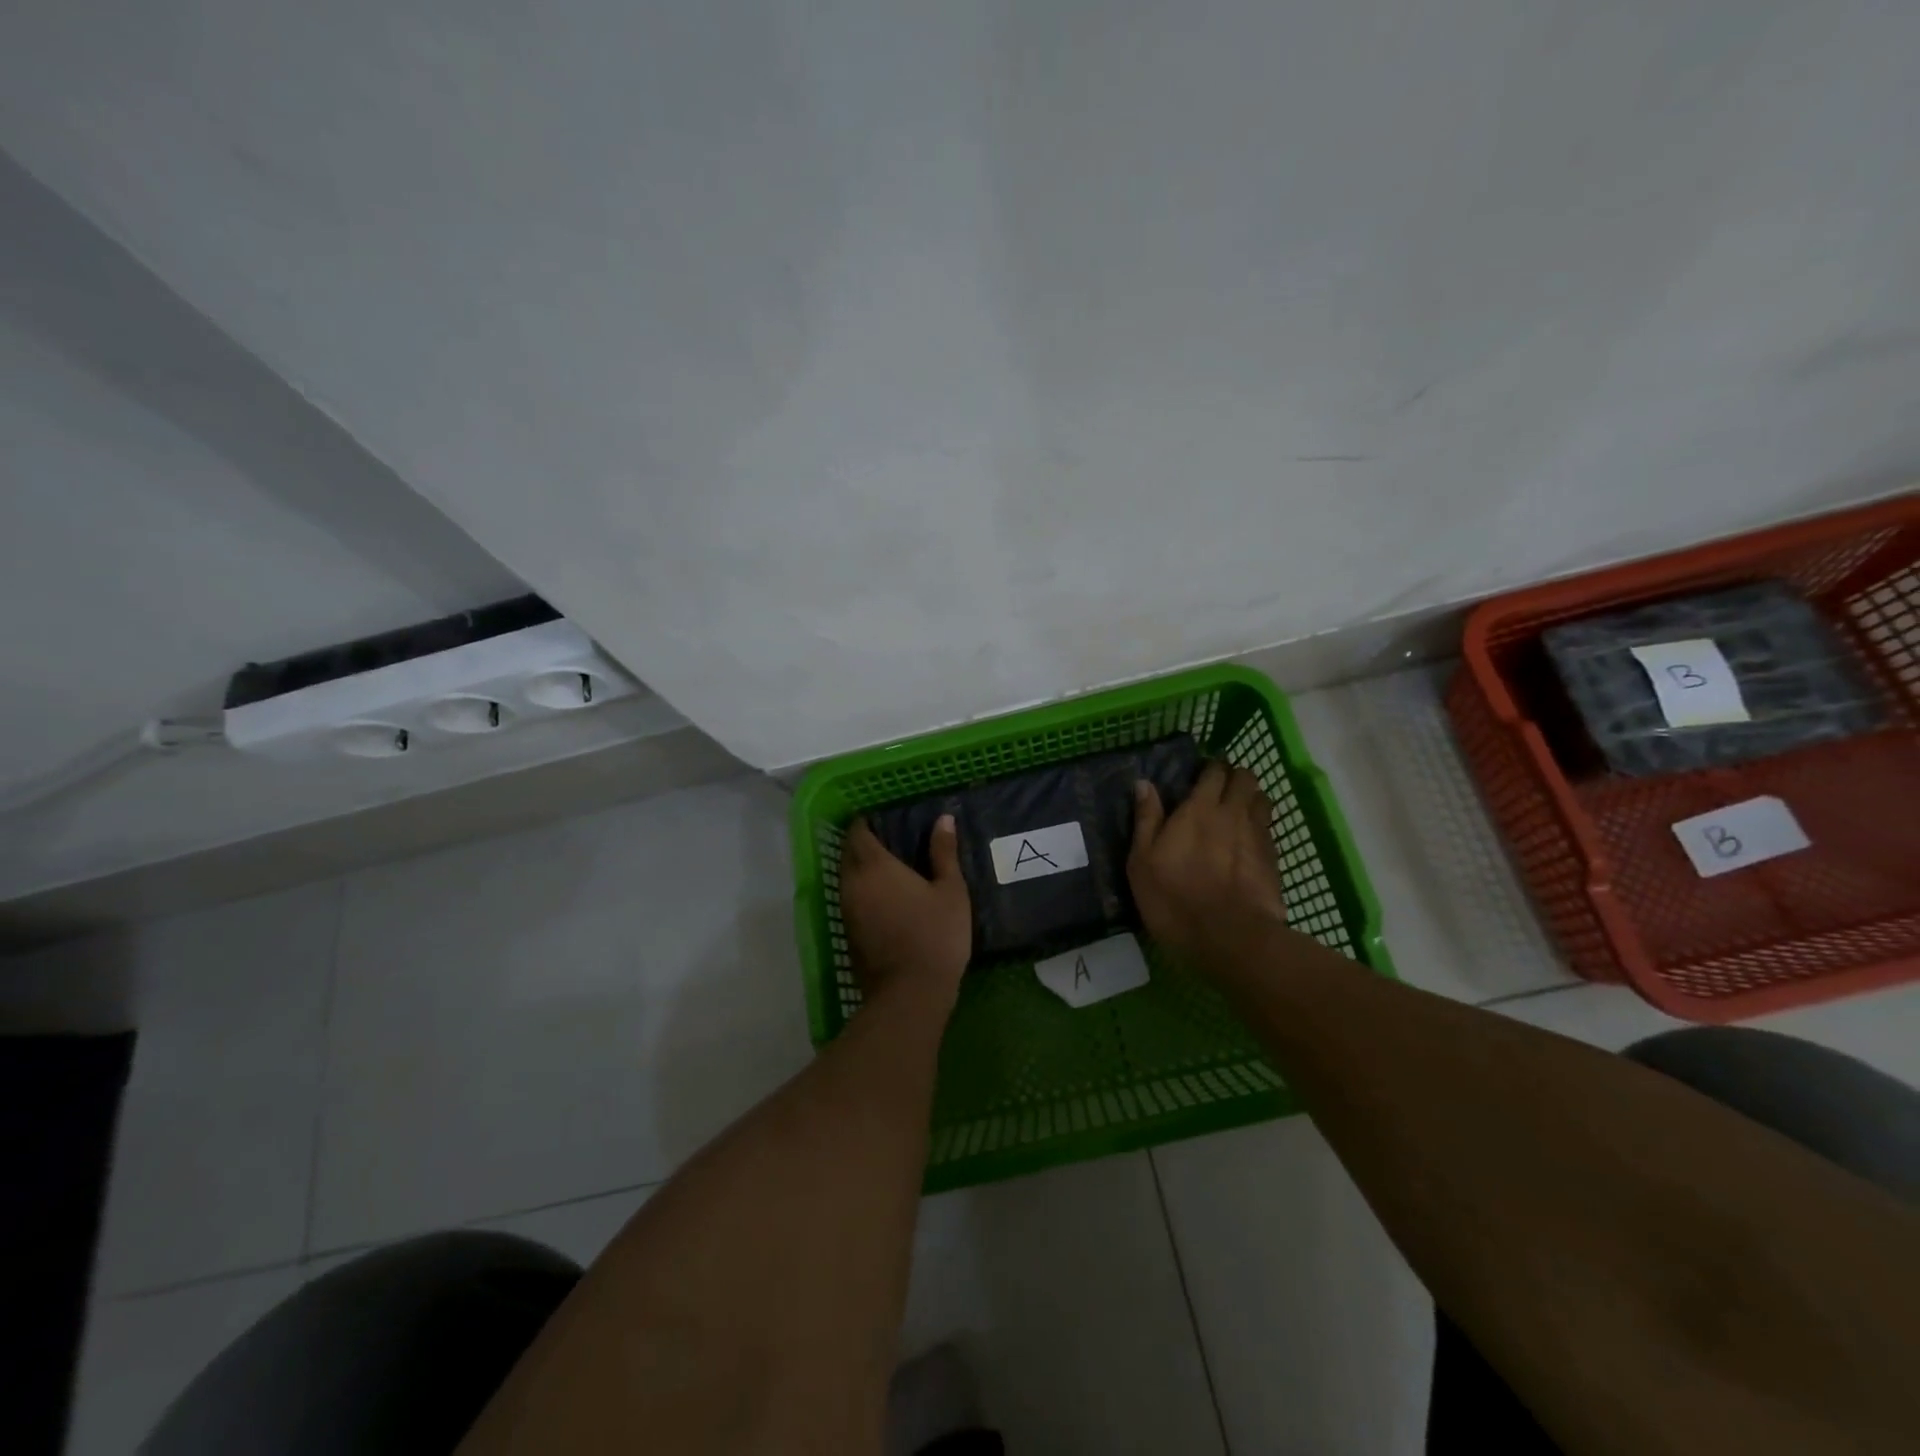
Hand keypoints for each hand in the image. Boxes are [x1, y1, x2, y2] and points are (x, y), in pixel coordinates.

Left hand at [839, 814, 971, 1007]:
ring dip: (863, 870)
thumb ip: (944, 852)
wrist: (910, 993)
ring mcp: (847, 910)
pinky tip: (888, 898)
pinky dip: (864, 892)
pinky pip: (852, 900)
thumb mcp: (951, 890)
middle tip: (891, 841)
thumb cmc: (935, 934)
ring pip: (848, 879)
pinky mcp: (849, 933)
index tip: (884, 819)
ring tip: (892, 868)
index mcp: (874, 866)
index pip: (858, 833)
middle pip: (849, 855)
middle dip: (864, 844)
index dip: (867, 823)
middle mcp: (852, 883)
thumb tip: (944, 819)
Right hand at [1129, 762, 1287, 967]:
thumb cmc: (1174, 898)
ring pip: (1262, 799)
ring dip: (1251, 798)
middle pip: (1245, 778)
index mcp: (1199, 809)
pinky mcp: (1274, 859)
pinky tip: (1249, 842)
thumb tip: (1144, 784)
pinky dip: (1260, 826)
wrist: (1230, 938)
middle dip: (1234, 777)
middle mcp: (1233, 813)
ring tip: (1237, 811)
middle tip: (1219, 790)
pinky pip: (1269, 829)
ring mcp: (1258, 835)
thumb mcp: (1143, 861)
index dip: (1209, 768)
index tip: (1199, 776)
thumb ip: (1146, 819)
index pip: (1214, 771)